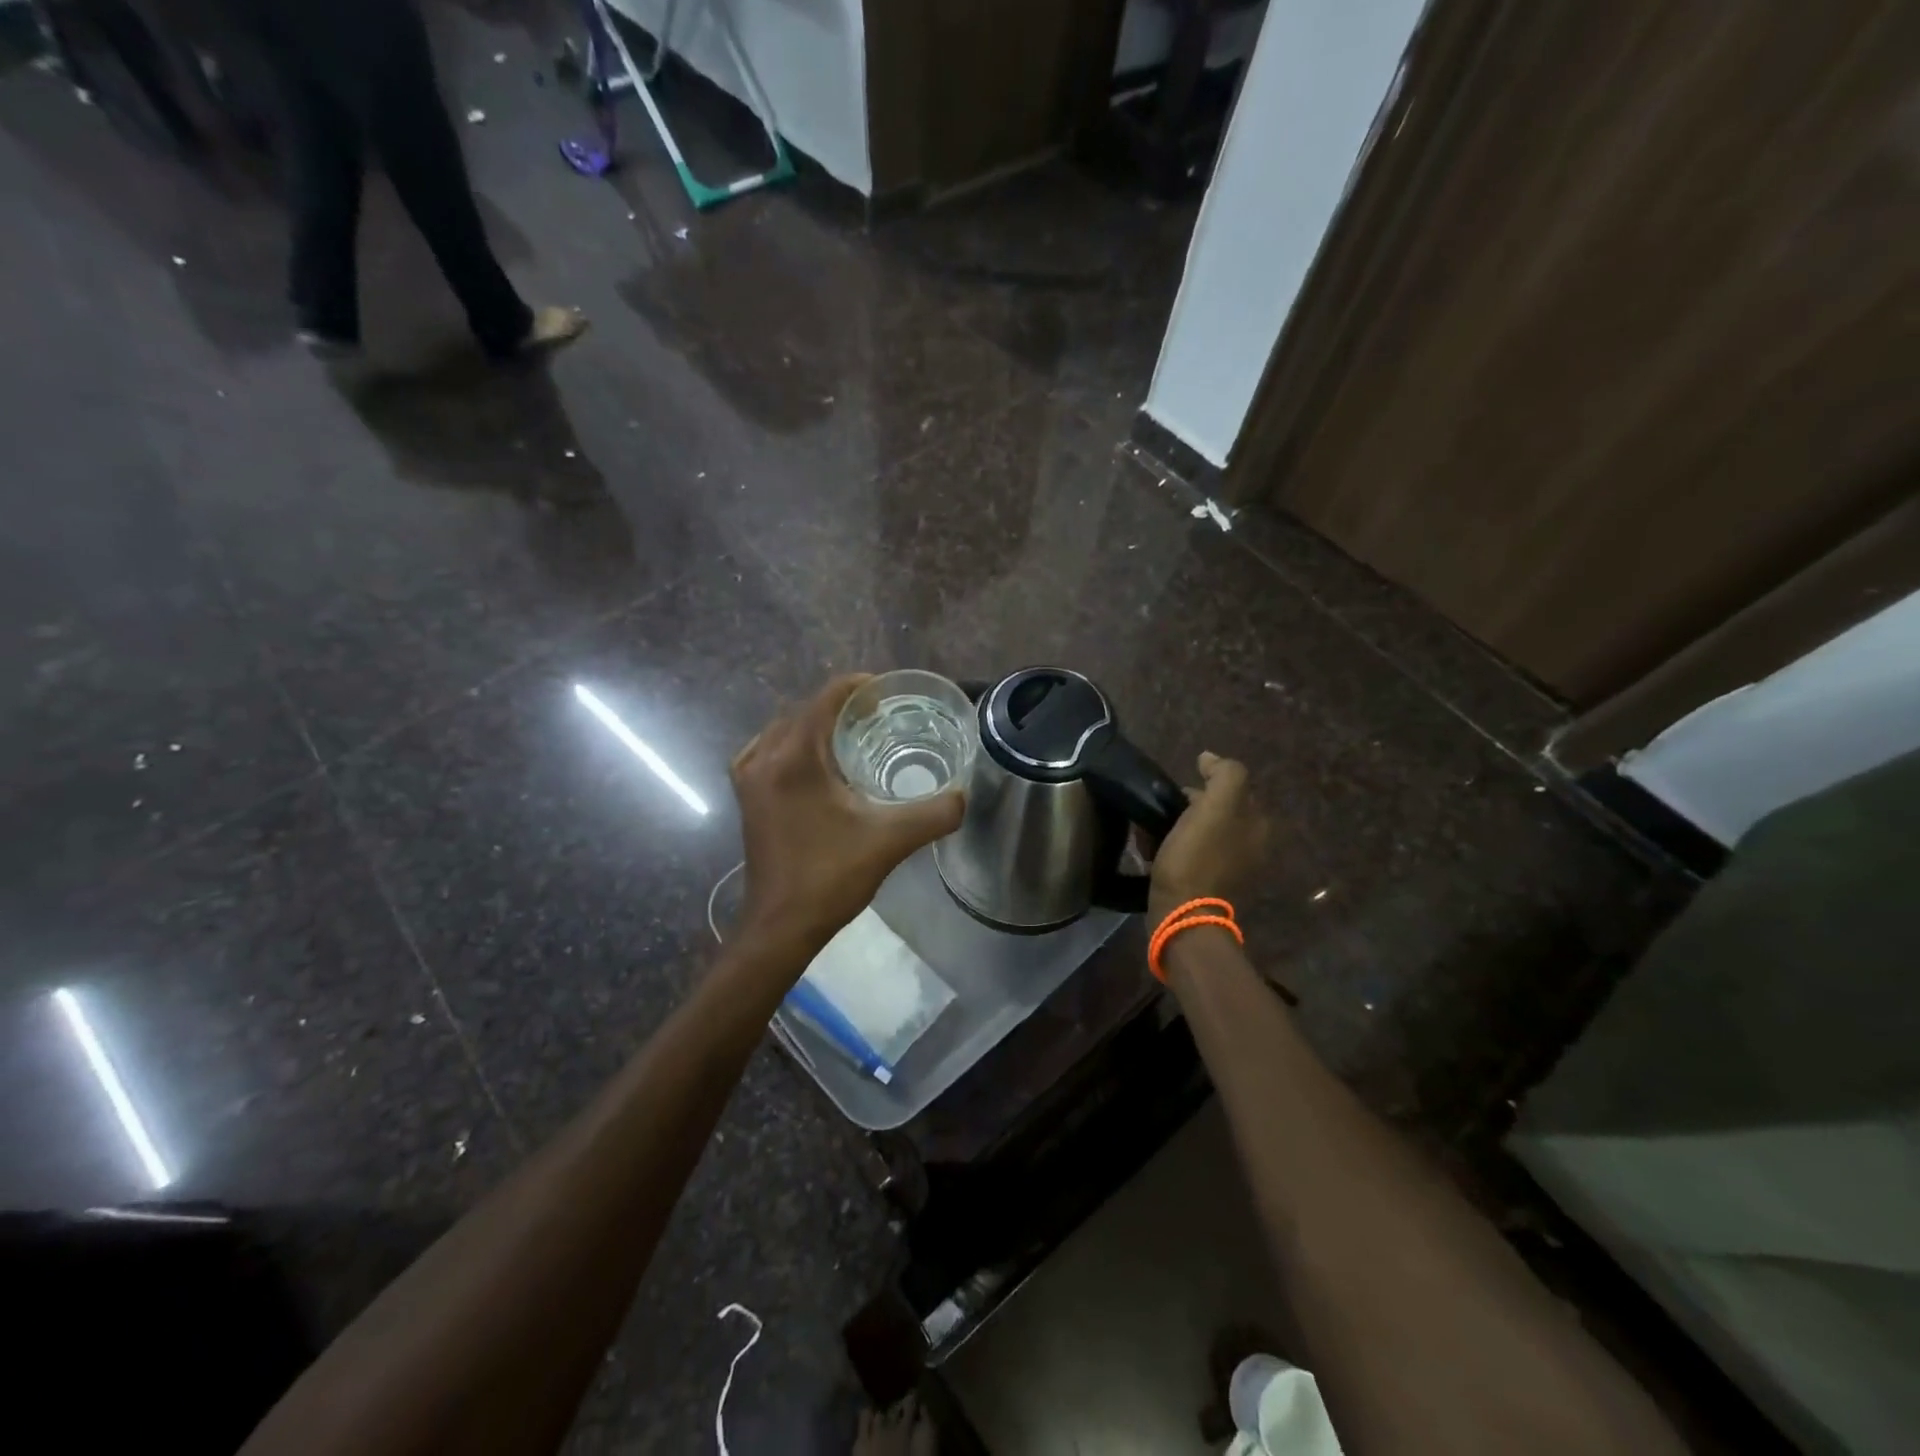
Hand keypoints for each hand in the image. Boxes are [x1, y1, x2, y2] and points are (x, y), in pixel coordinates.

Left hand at [731, 675, 964, 956]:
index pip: (826, 699)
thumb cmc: (830, 877)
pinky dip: (794, 744)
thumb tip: (964, 796)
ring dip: (817, 725)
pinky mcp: (747, 797)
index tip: (889, 695)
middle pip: (805, 710)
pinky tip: (817, 762)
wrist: (780, 925)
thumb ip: (934, 813)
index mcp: (794, 757)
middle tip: (880, 717)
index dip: (858, 687)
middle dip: (842, 706)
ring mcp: (750, 778)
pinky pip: (769, 751)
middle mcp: (765, 758)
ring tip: (854, 735)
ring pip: (785, 730)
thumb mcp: (890, 841)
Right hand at [1147, 752, 1269, 922]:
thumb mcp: (1215, 806)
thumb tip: (1210, 758)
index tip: (1175, 794)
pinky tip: (1156, 853)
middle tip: (1160, 811)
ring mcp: (1233, 869)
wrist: (1182, 913)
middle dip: (1188, 806)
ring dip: (1178, 827)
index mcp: (1259, 825)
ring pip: (1202, 832)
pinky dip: (1176, 849)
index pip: (1232, 788)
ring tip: (1151, 832)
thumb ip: (1224, 774)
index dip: (1203, 784)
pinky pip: (1193, 855)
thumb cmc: (1197, 857)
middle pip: (1216, 811)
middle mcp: (1253, 846)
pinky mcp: (1211, 886)